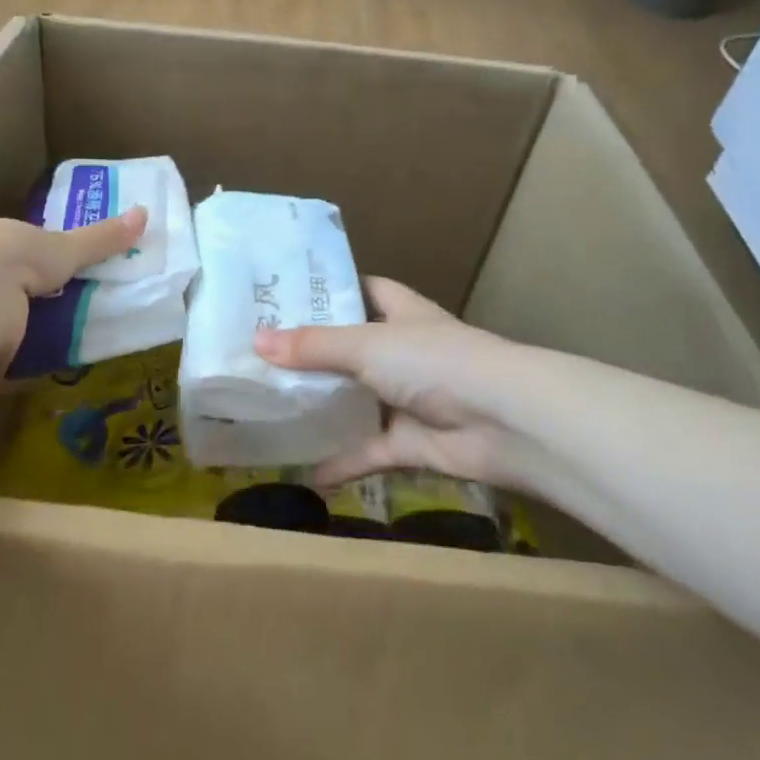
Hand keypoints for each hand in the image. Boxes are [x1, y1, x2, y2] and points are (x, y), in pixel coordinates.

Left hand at [0, 206, 147, 376]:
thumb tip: (145, 213)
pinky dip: (11, 366)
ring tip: (62, 350)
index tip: (70, 280)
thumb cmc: (15, 260)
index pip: (25, 254)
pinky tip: (33, 374)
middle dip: (37, 305)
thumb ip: (100, 239)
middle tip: (75, 319)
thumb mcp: (64, 248)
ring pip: (0, 325)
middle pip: (14, 292)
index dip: (46, 266)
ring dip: (23, 337)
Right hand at [254, 278, 550, 492]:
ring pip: (357, 401)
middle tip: (262, 355)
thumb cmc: (434, 361)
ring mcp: (408, 398)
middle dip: (314, 353)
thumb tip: (257, 342)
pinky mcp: (411, 442)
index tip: (287, 295)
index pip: (362, 289)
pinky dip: (343, 461)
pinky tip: (306, 470)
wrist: (502, 422)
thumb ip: (313, 346)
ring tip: (273, 407)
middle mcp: (403, 350)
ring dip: (325, 408)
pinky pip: (369, 451)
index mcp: (400, 312)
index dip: (330, 290)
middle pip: (351, 347)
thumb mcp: (367, 345)